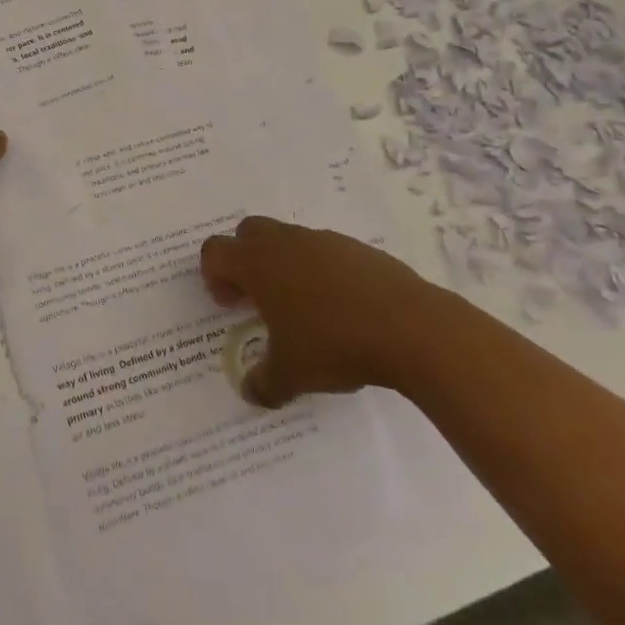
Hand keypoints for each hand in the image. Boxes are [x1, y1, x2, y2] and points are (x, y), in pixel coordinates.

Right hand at [200, 216, 447, 406]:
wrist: (410, 327)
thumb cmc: (334, 344)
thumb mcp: (291, 375)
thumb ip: (263, 382)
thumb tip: (249, 391)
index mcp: (258, 263)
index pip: (215, 251)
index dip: (213, 276)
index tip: (229, 305)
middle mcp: (285, 242)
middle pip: (247, 232)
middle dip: (244, 260)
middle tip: (257, 299)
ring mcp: (323, 240)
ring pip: (288, 239)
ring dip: (283, 265)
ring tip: (302, 308)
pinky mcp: (356, 248)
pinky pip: (324, 251)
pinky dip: (320, 272)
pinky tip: (340, 308)